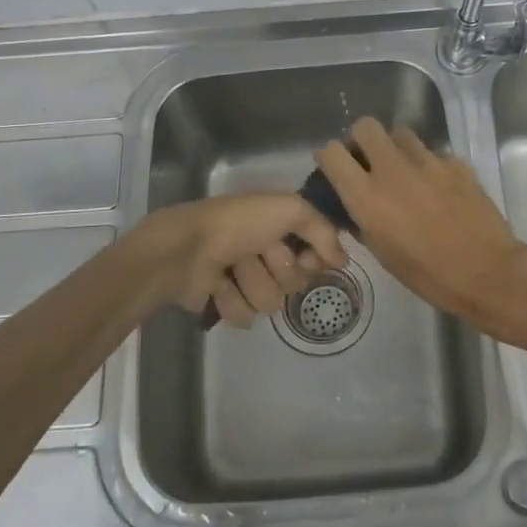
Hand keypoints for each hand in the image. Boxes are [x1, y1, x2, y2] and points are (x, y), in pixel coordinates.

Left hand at [133, 193, 347, 327]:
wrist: (184, 250)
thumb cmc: (236, 224)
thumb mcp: (289, 209)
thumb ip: (323, 230)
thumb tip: (342, 261)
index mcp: (278, 225)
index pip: (316, 254)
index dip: (313, 258)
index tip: (307, 256)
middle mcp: (264, 250)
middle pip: (295, 282)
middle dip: (277, 270)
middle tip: (256, 254)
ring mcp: (243, 278)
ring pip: (271, 303)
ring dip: (251, 285)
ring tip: (230, 269)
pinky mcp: (223, 302)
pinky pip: (245, 317)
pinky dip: (230, 300)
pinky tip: (216, 286)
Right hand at [315, 117, 526, 326]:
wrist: (487, 273)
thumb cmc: (427, 274)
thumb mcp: (382, 252)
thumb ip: (362, 220)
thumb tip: (355, 207)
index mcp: (366, 195)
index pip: (331, 152)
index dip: (329, 158)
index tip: (336, 170)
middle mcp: (392, 169)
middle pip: (365, 126)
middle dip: (362, 140)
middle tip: (369, 163)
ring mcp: (428, 162)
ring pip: (401, 135)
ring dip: (396, 150)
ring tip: (405, 174)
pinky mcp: (456, 163)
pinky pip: (433, 154)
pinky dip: (429, 167)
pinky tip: (439, 190)